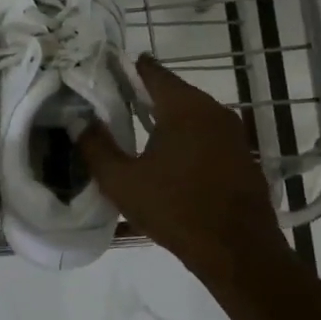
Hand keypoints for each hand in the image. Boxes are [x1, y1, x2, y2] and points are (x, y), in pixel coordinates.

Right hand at [78, 53, 290, 284]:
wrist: (238, 251)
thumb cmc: (176, 210)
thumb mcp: (122, 182)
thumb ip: (96, 147)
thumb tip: (78, 121)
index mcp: (184, 107)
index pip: (153, 72)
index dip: (129, 68)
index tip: (108, 69)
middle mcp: (213, 110)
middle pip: (174, 91)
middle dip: (145, 93)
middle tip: (116, 100)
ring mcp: (233, 133)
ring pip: (193, 113)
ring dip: (167, 116)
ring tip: (139, 127)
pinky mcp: (242, 155)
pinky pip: (207, 134)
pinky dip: (187, 136)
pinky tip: (170, 155)